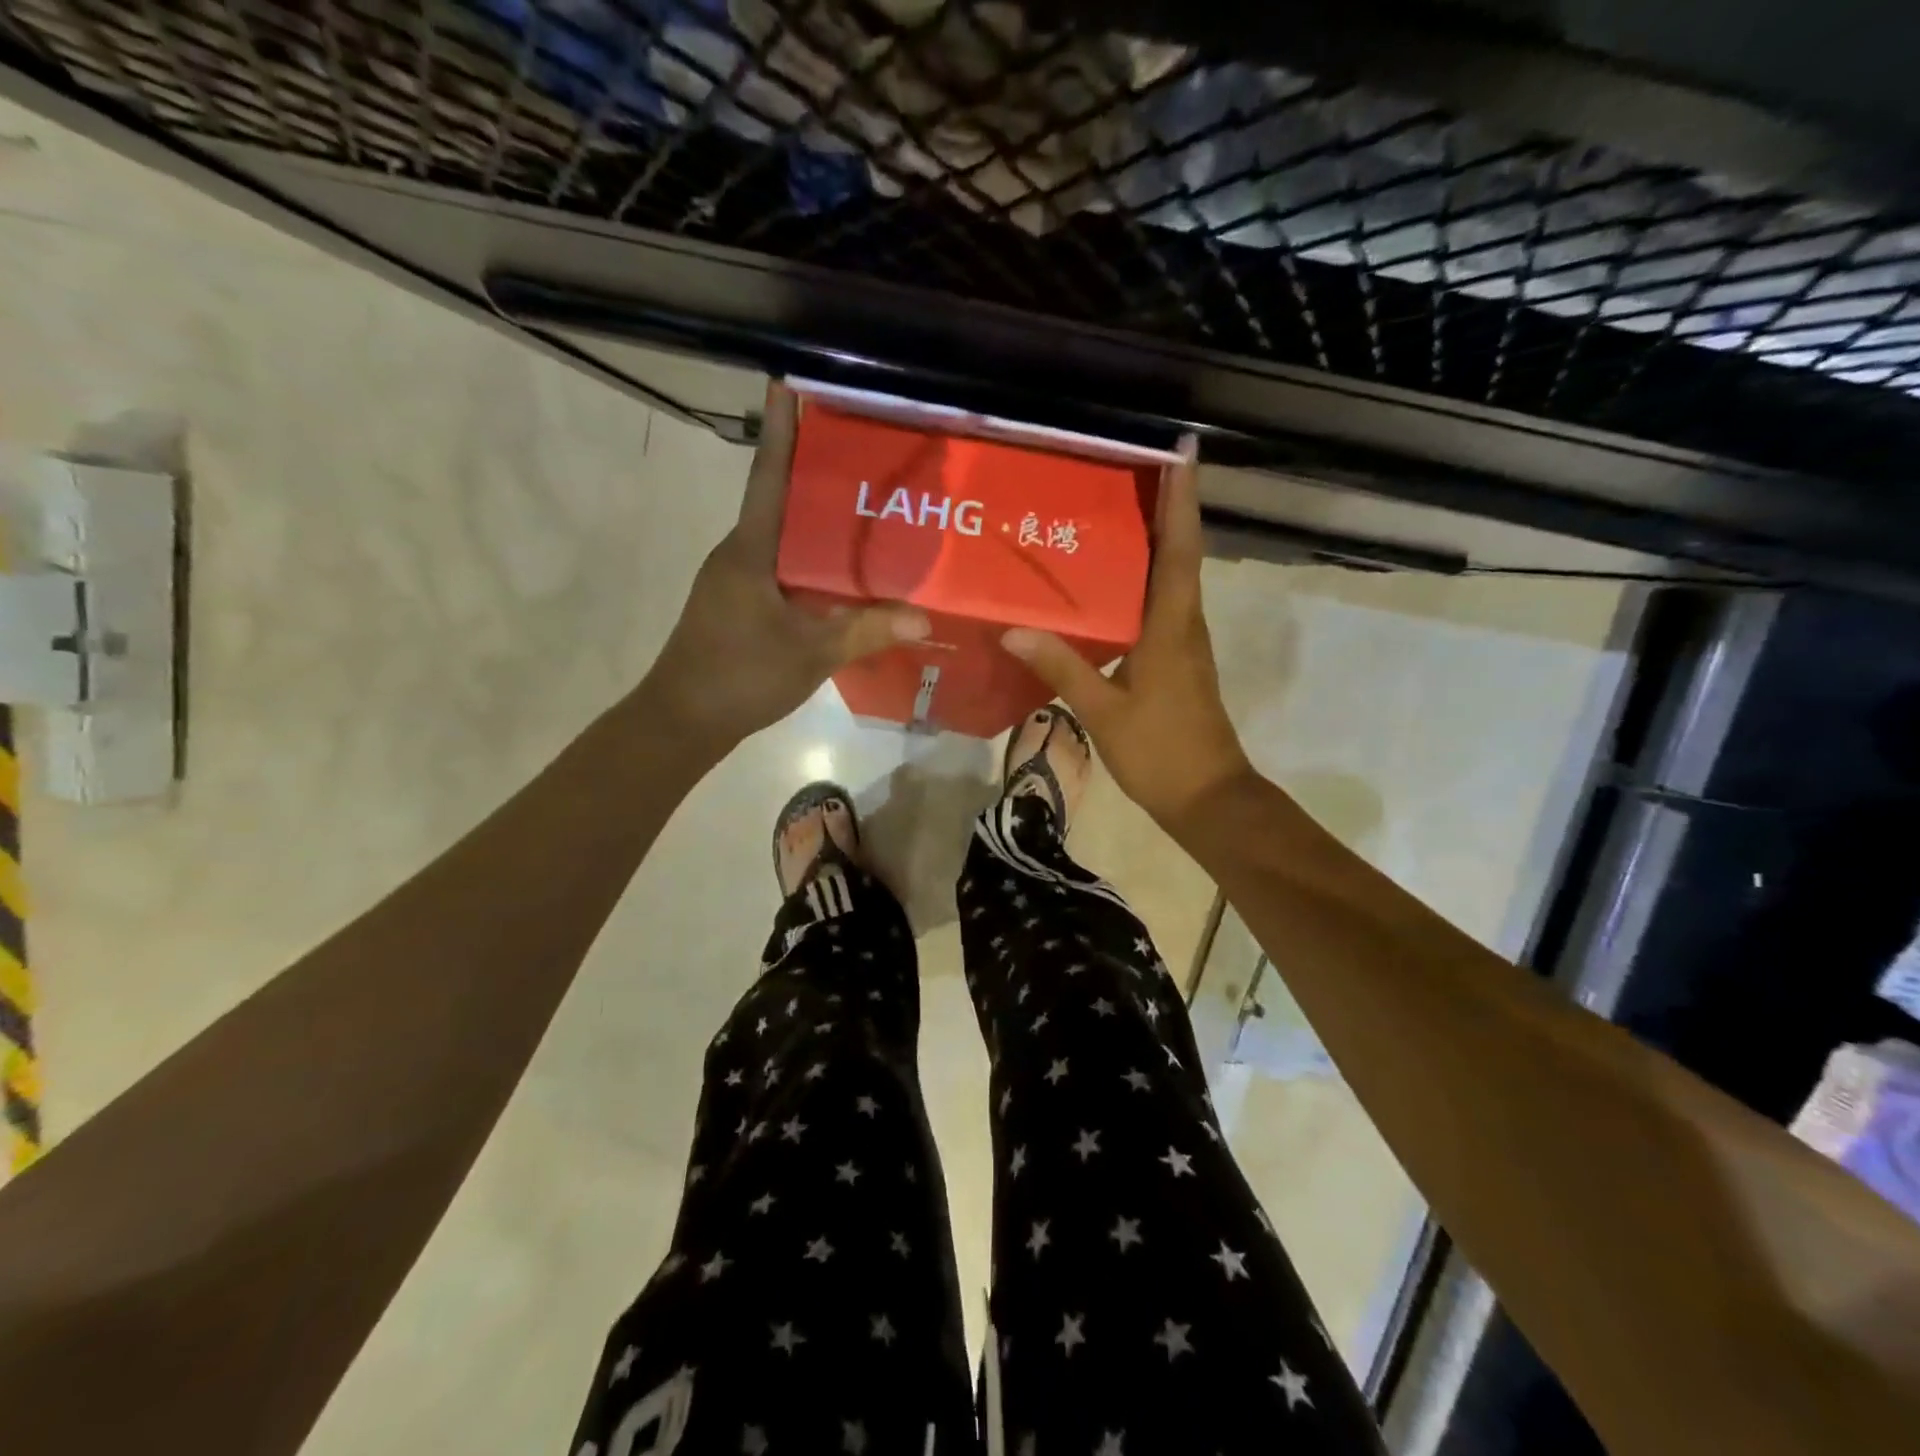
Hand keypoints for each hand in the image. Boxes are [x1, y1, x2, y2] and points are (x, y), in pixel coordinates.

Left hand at [644, 381, 929, 744]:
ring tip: (864, 505)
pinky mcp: (738, 602)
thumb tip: (924, 619)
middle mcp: (739, 553)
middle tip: (862, 449)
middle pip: (779, 500)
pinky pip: (780, 566)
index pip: (768, 477)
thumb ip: (865, 631)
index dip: (781, 431)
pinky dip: (809, 558)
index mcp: (750, 550)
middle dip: (814, 471)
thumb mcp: (810, 654)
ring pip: (781, 536)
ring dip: (814, 518)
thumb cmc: (739, 676)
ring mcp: (735, 579)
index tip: (788, 382)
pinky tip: (841, 570)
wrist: (683, 719)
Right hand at [1000, 435, 1252, 830]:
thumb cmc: (1161, 752)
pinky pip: (1162, 605)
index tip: (1183, 450)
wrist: (1207, 798)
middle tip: (1132, 467)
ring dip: (1158, 539)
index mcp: (1171, 626)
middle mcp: (1184, 624)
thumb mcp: (1103, 710)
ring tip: (1117, 511)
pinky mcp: (1178, 661)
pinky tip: (1113, 584)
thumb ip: (1062, 667)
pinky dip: (1146, 580)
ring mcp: (1184, 643)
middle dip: (1166, 505)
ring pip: (1173, 578)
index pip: (1180, 548)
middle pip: (1180, 552)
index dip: (1182, 498)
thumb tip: (1012, 630)